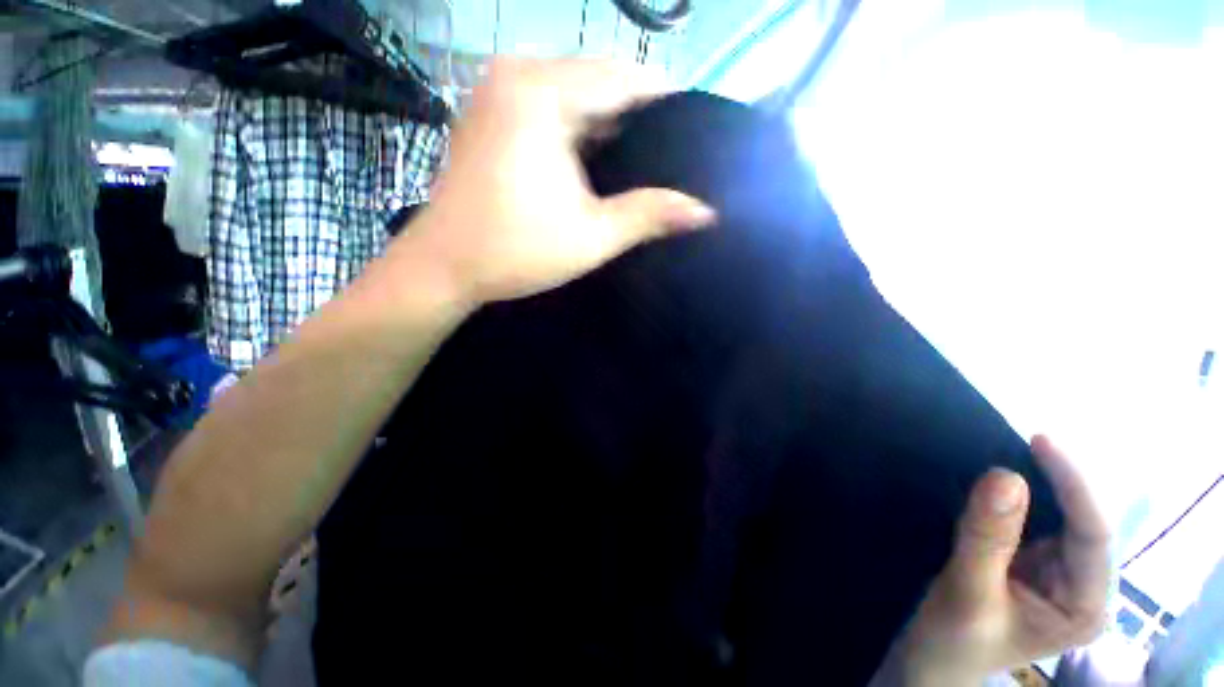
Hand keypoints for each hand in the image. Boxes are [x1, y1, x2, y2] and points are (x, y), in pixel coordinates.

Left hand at [396, 58, 716, 307]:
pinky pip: (551, 106)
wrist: (443, 266)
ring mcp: (498, 90)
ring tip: (642, 159)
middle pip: (598, 80)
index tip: (695, 131)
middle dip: (637, 115)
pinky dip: (579, 127)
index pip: (624, 77)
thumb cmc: (515, 251)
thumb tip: (705, 211)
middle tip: (670, 153)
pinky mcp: (491, 113)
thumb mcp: (592, 236)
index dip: (665, 102)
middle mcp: (517, 74)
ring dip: (609, 123)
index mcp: (542, 93)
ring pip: (574, 93)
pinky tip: (598, 158)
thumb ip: (650, 216)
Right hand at [891, 436, 1110, 685]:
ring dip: (1038, 482)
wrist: (932, 655)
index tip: (1040, 440)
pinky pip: (1033, 516)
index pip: (1093, 535)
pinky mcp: (1032, 558)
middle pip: (1082, 519)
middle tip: (1020, 440)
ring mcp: (1059, 571)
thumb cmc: (953, 638)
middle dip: (1057, 479)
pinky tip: (1002, 479)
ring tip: (1013, 449)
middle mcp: (1083, 584)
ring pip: (1059, 514)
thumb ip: (986, 539)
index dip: (1073, 485)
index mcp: (1085, 606)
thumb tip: (1004, 476)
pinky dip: (1017, 494)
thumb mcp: (967, 592)